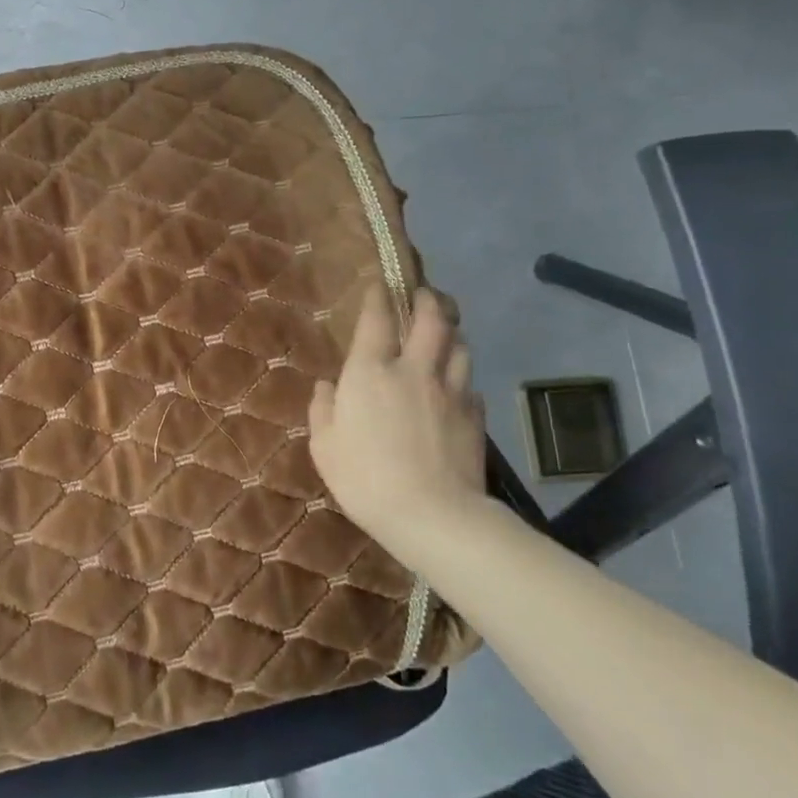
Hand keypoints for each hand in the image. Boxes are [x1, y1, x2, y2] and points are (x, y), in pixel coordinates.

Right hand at [308, 285, 488, 556]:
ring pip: (459, 345)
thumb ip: (323, 409)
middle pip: (432, 319)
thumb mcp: (324, 446)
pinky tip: (455, 386)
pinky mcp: (474, 415)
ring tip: (444, 332)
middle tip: (423, 294)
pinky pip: (469, 383)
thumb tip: (327, 386)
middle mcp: (413, 370)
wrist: (432, 514)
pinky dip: (461, 376)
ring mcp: (450, 390)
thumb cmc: (364, 478)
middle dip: (428, 300)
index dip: (378, 296)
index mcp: (370, 371)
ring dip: (451, 332)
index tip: (379, 283)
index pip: (377, 319)